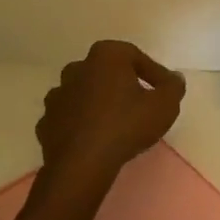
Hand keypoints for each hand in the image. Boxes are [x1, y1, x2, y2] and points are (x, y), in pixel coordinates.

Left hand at [35, 40, 186, 176]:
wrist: (82, 163)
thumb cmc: (126, 125)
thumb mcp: (165, 105)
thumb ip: (173, 87)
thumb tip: (174, 79)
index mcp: (106, 55)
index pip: (136, 57)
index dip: (154, 73)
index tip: (165, 91)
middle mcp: (77, 68)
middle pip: (107, 72)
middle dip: (123, 84)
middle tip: (140, 104)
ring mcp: (57, 95)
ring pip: (85, 93)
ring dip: (99, 103)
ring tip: (117, 123)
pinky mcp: (46, 122)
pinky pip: (70, 117)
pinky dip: (81, 123)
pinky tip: (94, 138)